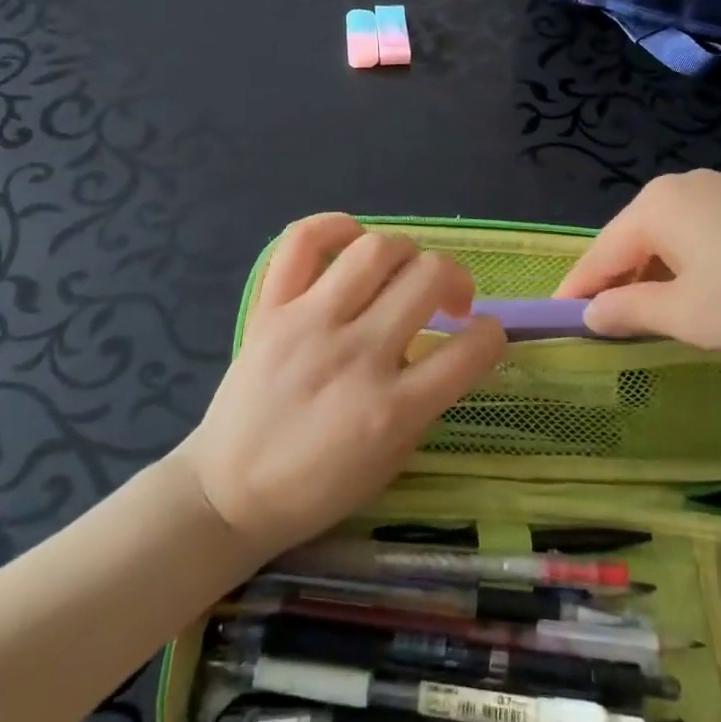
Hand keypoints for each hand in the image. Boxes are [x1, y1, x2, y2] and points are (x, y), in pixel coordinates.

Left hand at [180, 215, 505, 560]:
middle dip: (456, 279)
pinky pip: (301, 240)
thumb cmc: (317, 487)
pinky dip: (334, 227)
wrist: (228, 494)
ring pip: (375, 249)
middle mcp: (355, 355)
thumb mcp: (392, 460)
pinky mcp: (269, 309)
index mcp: (392, 408)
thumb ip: (427, 401)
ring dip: (407, 253)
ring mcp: (308, 324)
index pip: (472, 349)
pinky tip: (351, 241)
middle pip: (429, 277)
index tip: (483, 334)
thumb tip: (452, 349)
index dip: (493, 334)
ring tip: (402, 273)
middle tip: (448, 301)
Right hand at [554, 170, 720, 365]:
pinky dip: (690, 262)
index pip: (601, 250)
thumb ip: (628, 310)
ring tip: (651, 312)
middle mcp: (686, 184)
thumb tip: (592, 312)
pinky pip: (706, 232)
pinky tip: (703, 290)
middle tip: (604, 322)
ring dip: (655, 272)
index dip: (578, 288)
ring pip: (672, 234)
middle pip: (635, 237)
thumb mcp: (687, 316)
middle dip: (618, 279)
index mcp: (658, 204)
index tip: (557, 317)